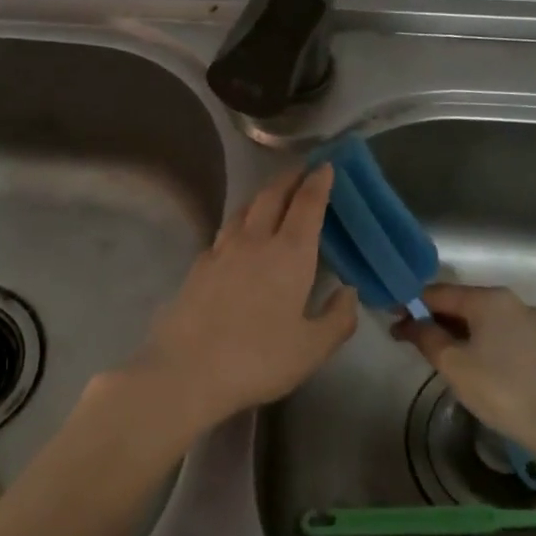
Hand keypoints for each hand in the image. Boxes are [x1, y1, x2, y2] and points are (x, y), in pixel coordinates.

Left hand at [96, 164, 358, 447]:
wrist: (187, 370)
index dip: (318, 181)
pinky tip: (239, 240)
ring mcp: (221, 250)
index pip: (306, 204)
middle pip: (271, 196)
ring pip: (243, 210)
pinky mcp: (197, 266)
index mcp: (289, 254)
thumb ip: (337, 318)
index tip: (326, 165)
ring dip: (262, 196)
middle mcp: (254, 241)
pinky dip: (239, 225)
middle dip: (289, 178)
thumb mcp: (312, 348)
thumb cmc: (258, 359)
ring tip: (271, 197)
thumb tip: (347, 292)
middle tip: (301, 171)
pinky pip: (224, 233)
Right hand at [392, 283, 535, 444]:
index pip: (439, 293)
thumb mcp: (453, 364)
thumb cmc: (501, 389)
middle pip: (462, 303)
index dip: (411, 305)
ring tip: (438, 356)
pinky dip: (480, 342)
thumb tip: (409, 323)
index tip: (391, 321)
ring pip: (483, 320)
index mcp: (489, 298)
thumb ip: (426, 337)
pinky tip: (472, 364)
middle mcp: (513, 302)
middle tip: (410, 342)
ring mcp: (533, 323)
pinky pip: (501, 334)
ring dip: (457, 332)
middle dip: (434, 319)